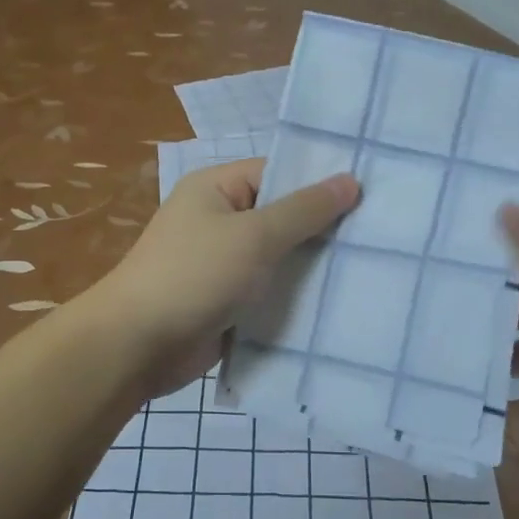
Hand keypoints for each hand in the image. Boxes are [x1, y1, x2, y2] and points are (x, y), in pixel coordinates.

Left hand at [90, 159, 359, 394]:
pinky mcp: (226, 301)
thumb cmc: (194, 275)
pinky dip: (294, 298)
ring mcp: (221, 263)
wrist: (139, 345)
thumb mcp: (254, 235)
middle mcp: (218, 220)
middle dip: (322, 230)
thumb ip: (304, 210)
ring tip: (371, 269)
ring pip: (278, 258)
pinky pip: (268, 291)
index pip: (277, 173)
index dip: (319, 184)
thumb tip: (350, 179)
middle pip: (280, 217)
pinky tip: (338, 303)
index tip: (370, 198)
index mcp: (216, 189)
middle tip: (380, 236)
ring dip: (311, 268)